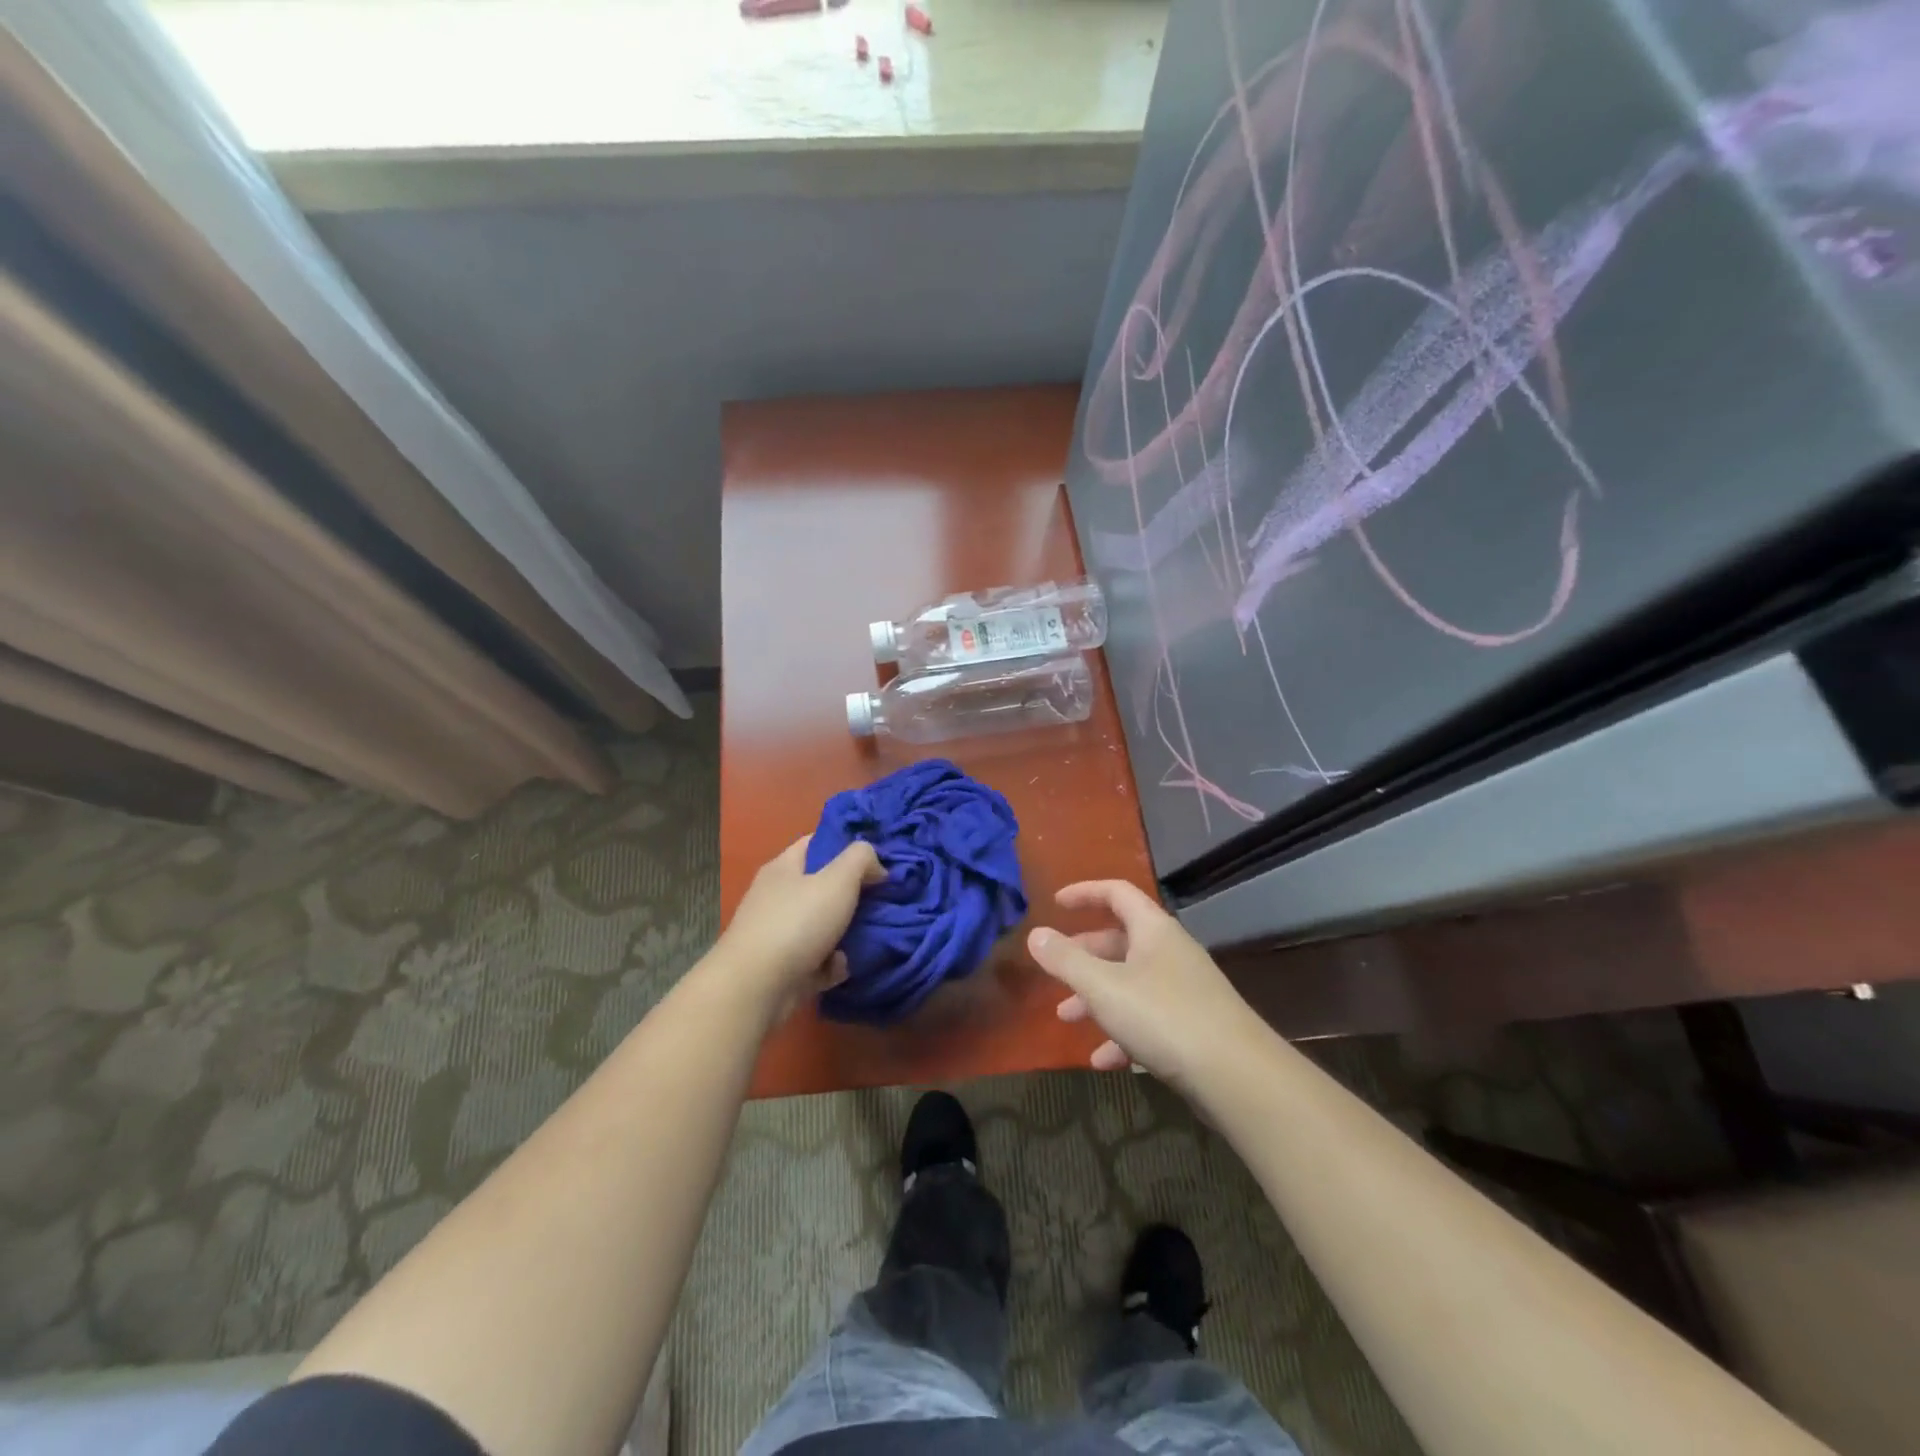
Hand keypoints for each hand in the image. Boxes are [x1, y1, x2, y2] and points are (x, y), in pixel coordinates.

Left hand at [714, 835, 884, 1017]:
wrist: (756, 989)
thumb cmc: (796, 923)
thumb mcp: (837, 880)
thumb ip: (861, 859)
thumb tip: (876, 865)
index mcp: (783, 868)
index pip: (815, 843)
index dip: (845, 845)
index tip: (875, 856)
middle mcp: (776, 897)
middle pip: (821, 886)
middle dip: (852, 893)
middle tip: (883, 898)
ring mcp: (776, 934)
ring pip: (821, 925)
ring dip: (846, 932)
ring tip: (872, 935)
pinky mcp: (781, 969)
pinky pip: (816, 960)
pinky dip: (831, 964)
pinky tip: (842, 967)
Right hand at [1027, 880, 1263, 1092]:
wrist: (1237, 1076)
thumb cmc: (1163, 1016)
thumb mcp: (1103, 987)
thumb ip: (1066, 960)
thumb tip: (1036, 934)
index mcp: (1153, 930)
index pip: (1116, 893)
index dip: (1084, 893)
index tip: (1056, 903)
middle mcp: (1170, 952)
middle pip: (1120, 941)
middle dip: (1083, 956)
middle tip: (1055, 972)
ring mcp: (1185, 990)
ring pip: (1130, 983)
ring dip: (1096, 998)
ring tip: (1067, 1019)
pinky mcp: (1193, 1027)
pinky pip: (1148, 1020)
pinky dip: (1122, 1033)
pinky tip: (1103, 1061)